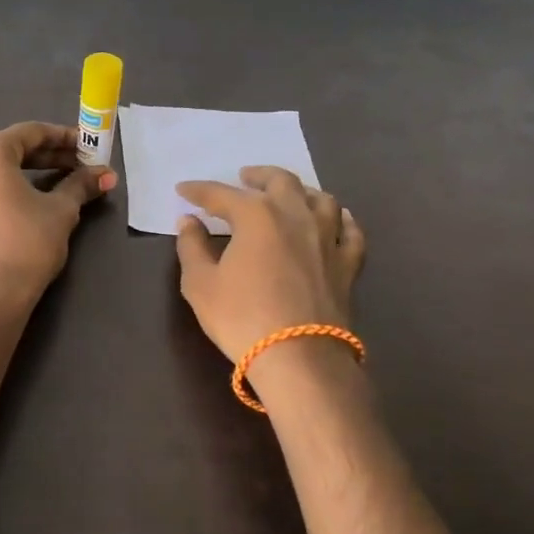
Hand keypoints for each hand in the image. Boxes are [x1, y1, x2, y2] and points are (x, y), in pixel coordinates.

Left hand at [0, 121, 116, 307]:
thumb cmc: (27, 246)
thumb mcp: (61, 212)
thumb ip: (80, 185)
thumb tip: (105, 173)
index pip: (32, 134)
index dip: (64, 139)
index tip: (85, 148)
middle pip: (3, 151)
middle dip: (39, 158)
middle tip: (70, 170)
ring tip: (22, 190)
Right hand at [174, 167, 365, 362]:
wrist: (300, 357)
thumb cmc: (242, 317)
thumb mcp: (200, 284)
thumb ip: (192, 247)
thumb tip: (189, 222)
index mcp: (256, 215)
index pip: (221, 194)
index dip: (199, 191)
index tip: (184, 190)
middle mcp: (295, 215)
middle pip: (280, 181)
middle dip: (258, 175)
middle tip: (244, 177)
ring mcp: (327, 238)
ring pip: (320, 199)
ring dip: (300, 191)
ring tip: (288, 195)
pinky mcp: (348, 264)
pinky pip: (349, 231)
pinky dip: (340, 219)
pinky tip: (335, 220)